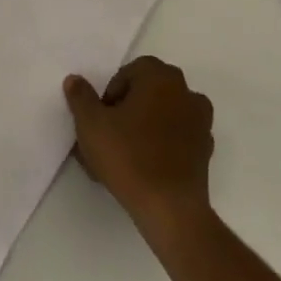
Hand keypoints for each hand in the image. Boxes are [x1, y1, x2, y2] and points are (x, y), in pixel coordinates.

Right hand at [65, 56, 214, 242]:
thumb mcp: (91, 124)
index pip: (130, 72)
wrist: (170, 208)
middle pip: (149, 92)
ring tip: (124, 155)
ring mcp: (200, 122)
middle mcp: (185, 92)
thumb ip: (81, 97)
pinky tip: (144, 168)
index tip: (102, 118)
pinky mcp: (205, 151)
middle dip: (128, 108)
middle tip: (109, 135)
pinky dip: (162, 146)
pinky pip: (177, 138)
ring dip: (145, 126)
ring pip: (163, 115)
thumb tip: (75, 80)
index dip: (111, 93)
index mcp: (160, 77)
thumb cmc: (128, 156)